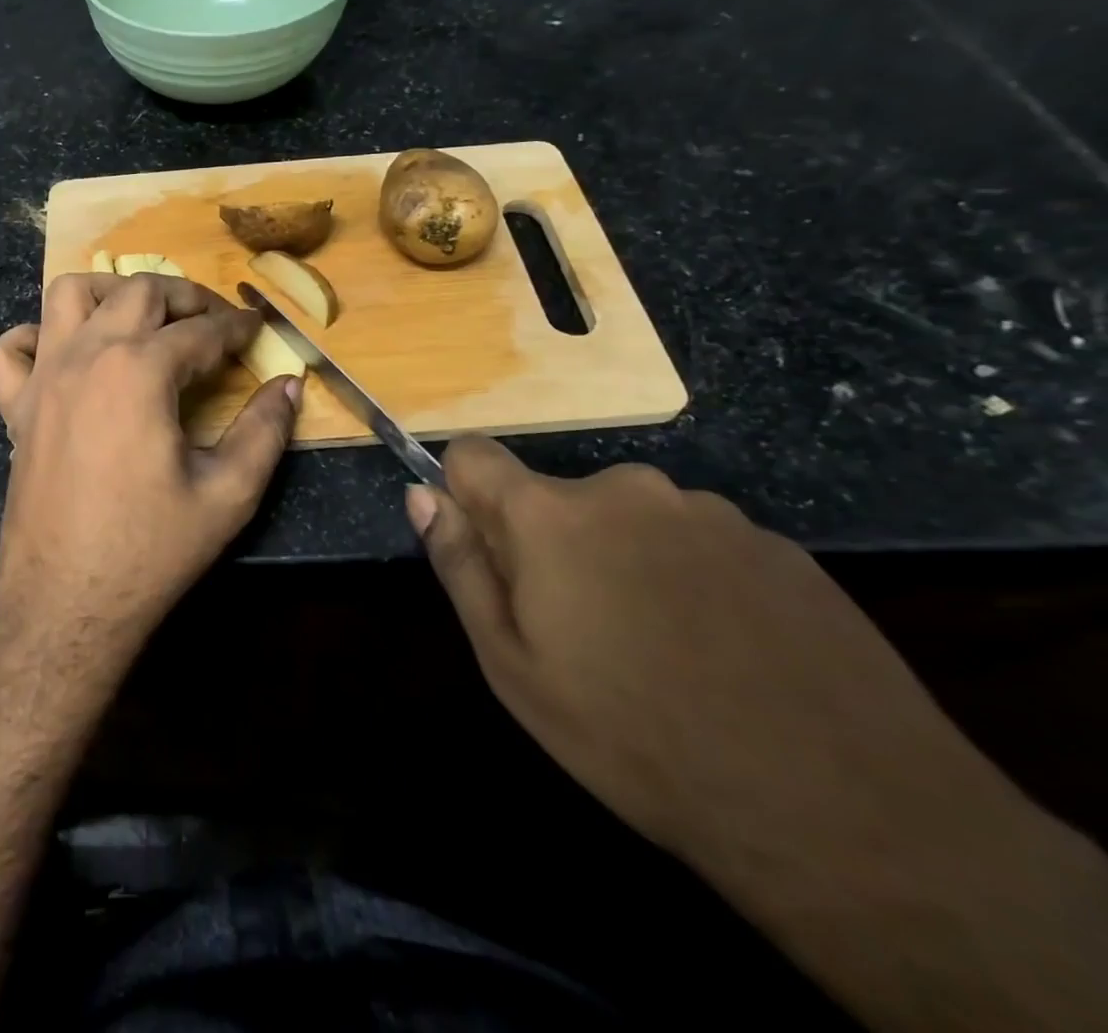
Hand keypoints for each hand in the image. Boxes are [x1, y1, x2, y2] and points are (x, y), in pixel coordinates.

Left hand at [0, 273, 299, 661]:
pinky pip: (9, 349)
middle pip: (138, 291)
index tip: (257, 329)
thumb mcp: (229, 493)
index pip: (201, 330)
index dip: (237, 327)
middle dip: (185, 296)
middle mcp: (86, 355)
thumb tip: (290, 385)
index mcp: (140, 369)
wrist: (68, 602)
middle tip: (214, 321)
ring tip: (142, 318)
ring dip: (110, 293)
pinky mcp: (14, 407)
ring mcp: (42, 377)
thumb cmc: (151, 549)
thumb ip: (265, 430)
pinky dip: (35, 337)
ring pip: (68, 295)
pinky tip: (65, 356)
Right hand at [406, 439, 1031, 879]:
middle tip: (583, 631)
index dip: (467, 496)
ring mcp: (708, 512)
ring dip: (624, 561)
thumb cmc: (635, 738)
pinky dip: (691, 579)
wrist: (845, 812)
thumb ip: (460, 566)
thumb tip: (422, 495)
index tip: (490, 554)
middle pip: (555, 497)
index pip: (474, 455)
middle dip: (552, 545)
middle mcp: (626, 490)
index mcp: (551, 514)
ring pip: (630, 520)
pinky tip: (727, 653)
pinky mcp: (777, 545)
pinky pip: (699, 544)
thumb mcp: (513, 666)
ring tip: (663, 650)